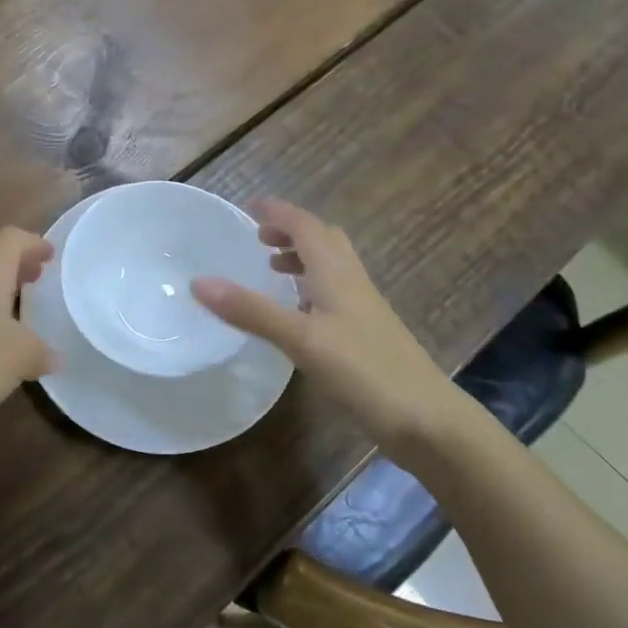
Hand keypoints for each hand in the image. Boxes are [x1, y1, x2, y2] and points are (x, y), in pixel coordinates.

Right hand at [191, 200, 479, 457]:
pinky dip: (311, 287)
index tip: (249, 207)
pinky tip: (298, 313)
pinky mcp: (368, 333)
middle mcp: (351, 282)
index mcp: (336, 273)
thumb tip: (199, 282)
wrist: (428, 421)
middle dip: (291, 231)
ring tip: (272, 269)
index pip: (305, 226)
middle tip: (259, 238)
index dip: (278, 212)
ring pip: (331, 266)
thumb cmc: (364, 371)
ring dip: (302, 257)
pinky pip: (335, 292)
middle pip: (323, 240)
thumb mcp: (300, 339)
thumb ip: (250, 310)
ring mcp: (364, 308)